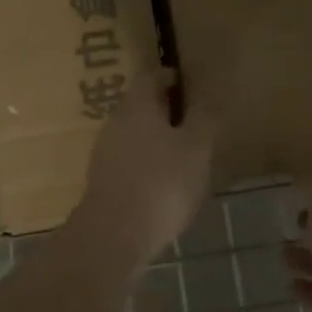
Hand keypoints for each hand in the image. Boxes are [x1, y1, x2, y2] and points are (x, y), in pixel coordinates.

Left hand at [74, 69, 216, 267]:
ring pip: (132, 133)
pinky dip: (145, 162)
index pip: (150, 76)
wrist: (113, 236)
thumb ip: (204, 118)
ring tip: (181, 154)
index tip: (188, 84)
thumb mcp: (196, 148)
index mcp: (137, 106)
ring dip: (154, 137)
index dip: (169, 76)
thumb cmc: (161, 183)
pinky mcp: (101, 181)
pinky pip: (127, 159)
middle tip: (191, 120)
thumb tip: (209, 94)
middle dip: (163, 109)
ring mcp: (104, 152)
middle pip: (139, 104)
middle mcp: (115, 122)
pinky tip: (162, 182)